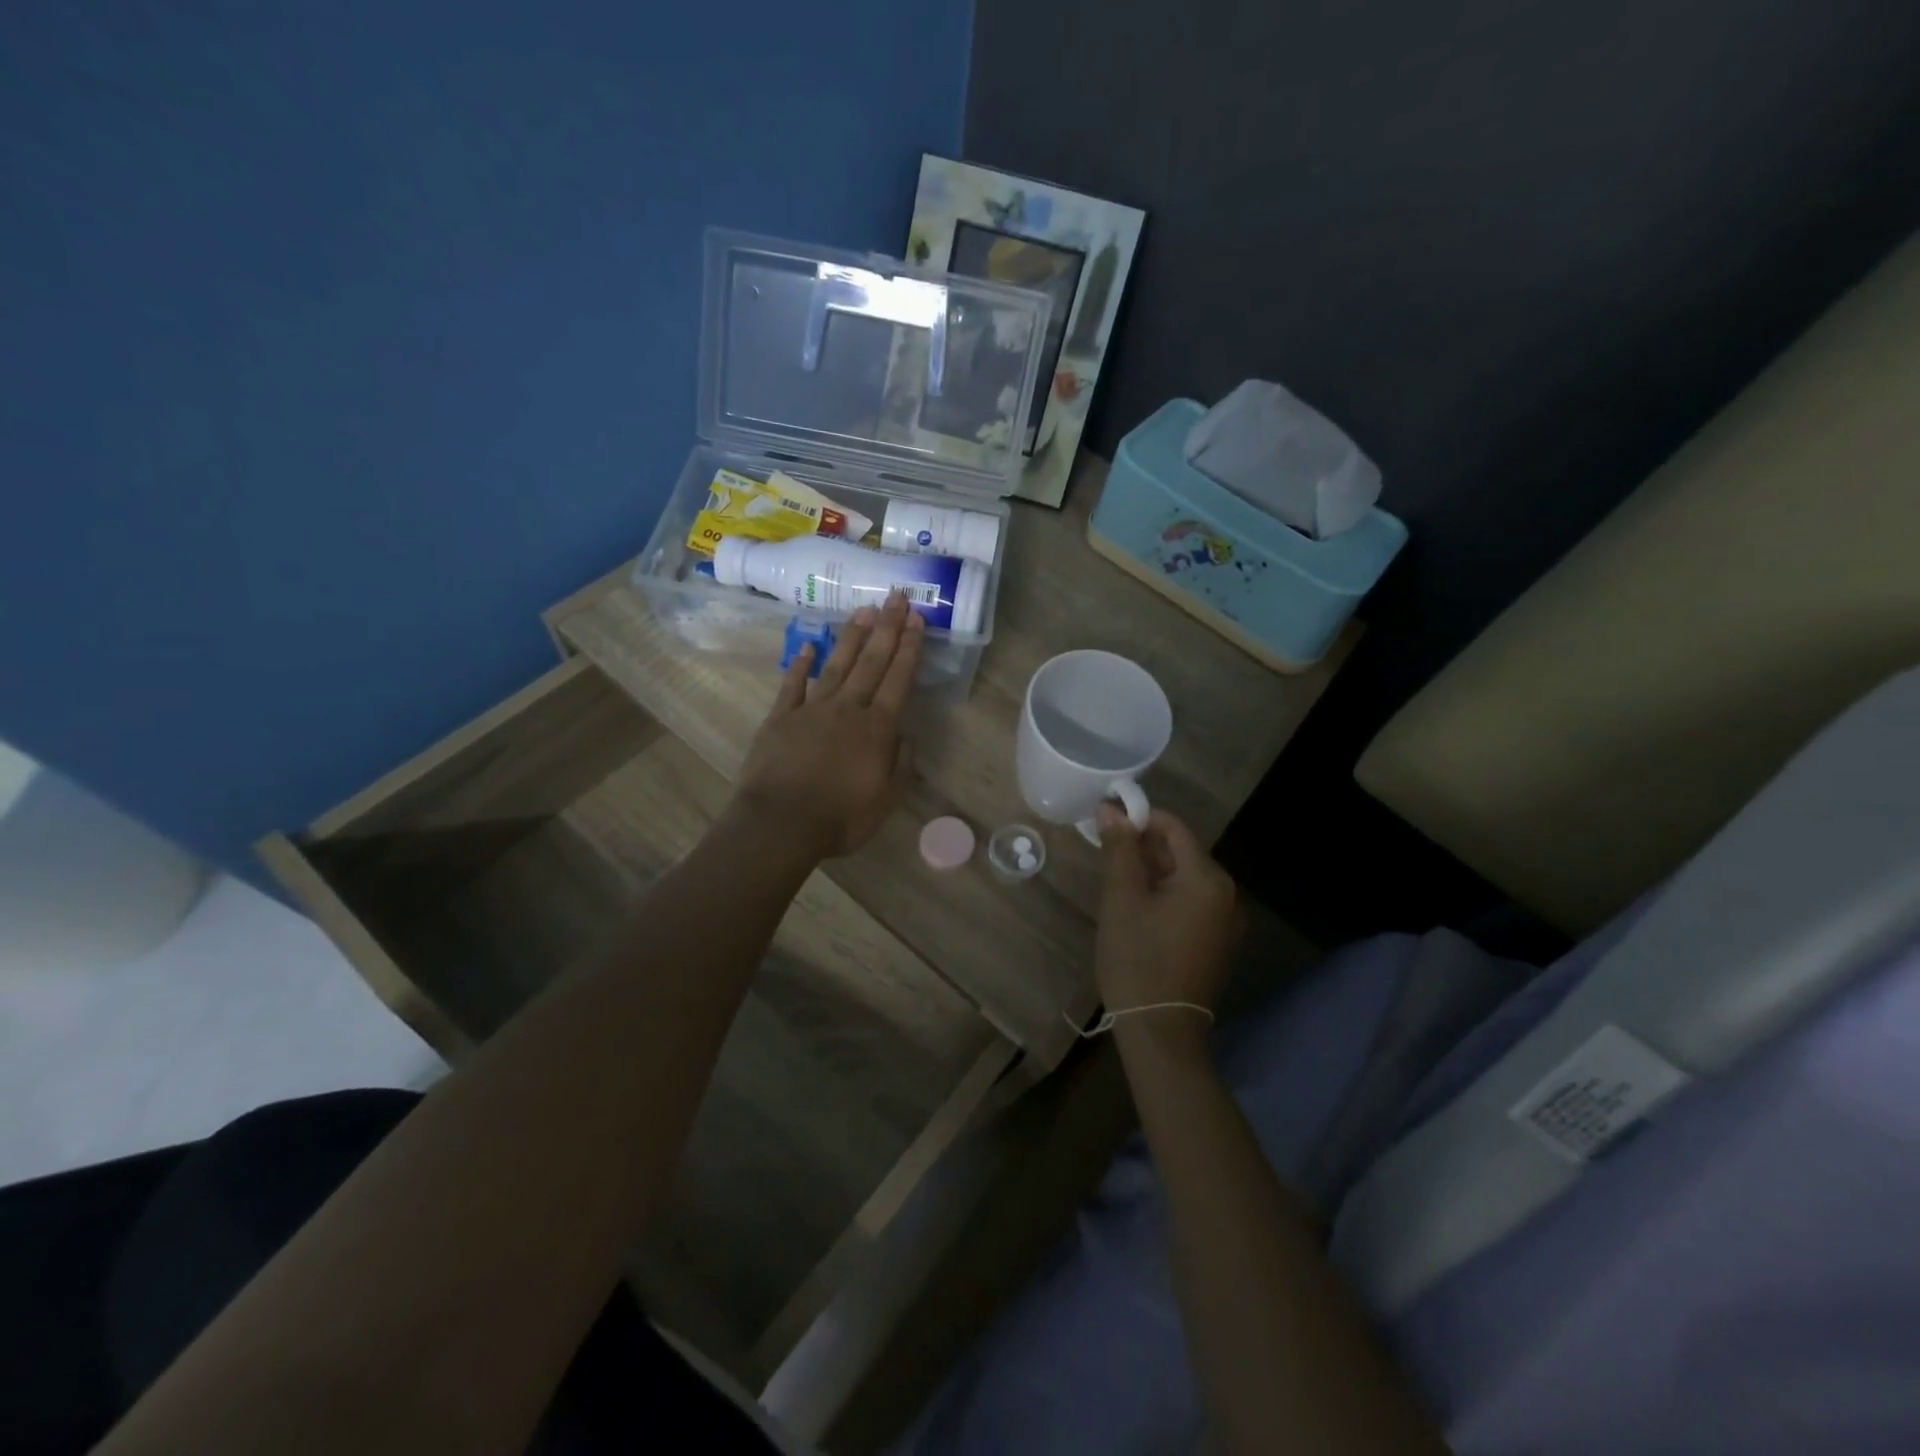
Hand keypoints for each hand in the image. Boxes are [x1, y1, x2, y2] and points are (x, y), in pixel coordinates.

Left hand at [734, 594, 923, 857]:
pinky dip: (801, 665)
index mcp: (877, 728)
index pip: (898, 680)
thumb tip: (905, 737)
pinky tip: (808, 647)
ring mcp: (811, 710)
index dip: (910, 648)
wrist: (780, 824)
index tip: (918, 619)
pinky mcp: (780, 718)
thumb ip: (901, 765)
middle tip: (897, 597)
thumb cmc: (840, 818)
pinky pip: (793, 685)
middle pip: (871, 662)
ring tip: (864, 610)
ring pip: (836, 665)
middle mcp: (847, 709)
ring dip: (852, 636)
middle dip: (887, 628)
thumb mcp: (885, 800)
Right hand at [1095, 805, 1243, 1020]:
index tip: (1108, 822)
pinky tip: (1140, 909)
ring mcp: (1227, 921)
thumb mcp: (1121, 898)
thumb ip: (1120, 848)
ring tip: (1118, 881)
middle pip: (1183, 853)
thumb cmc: (1137, 958)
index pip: (1174, 828)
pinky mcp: (1219, 942)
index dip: (1141, 818)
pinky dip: (1167, 896)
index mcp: (1208, 879)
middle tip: (1108, 854)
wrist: (1160, 1029)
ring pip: (1186, 879)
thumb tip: (1111, 809)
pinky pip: (1193, 903)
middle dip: (1145, 847)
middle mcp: (1228, 894)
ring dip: (1154, 872)